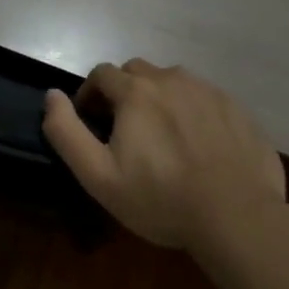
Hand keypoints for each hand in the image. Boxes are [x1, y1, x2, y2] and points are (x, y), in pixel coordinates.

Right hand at [42, 60, 284, 248]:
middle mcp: (172, 79)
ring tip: (163, 136)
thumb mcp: (98, 175)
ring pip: (173, 81)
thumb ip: (66, 132)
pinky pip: (204, 98)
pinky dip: (192, 110)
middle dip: (124, 91)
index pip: (102, 74)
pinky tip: (198, 144)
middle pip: (137, 71)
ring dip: (159, 97)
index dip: (90, 94)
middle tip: (125, 128)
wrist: (237, 217)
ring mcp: (209, 91)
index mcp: (136, 91)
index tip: (92, 122)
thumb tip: (51, 96)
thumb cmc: (160, 198)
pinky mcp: (237, 108)